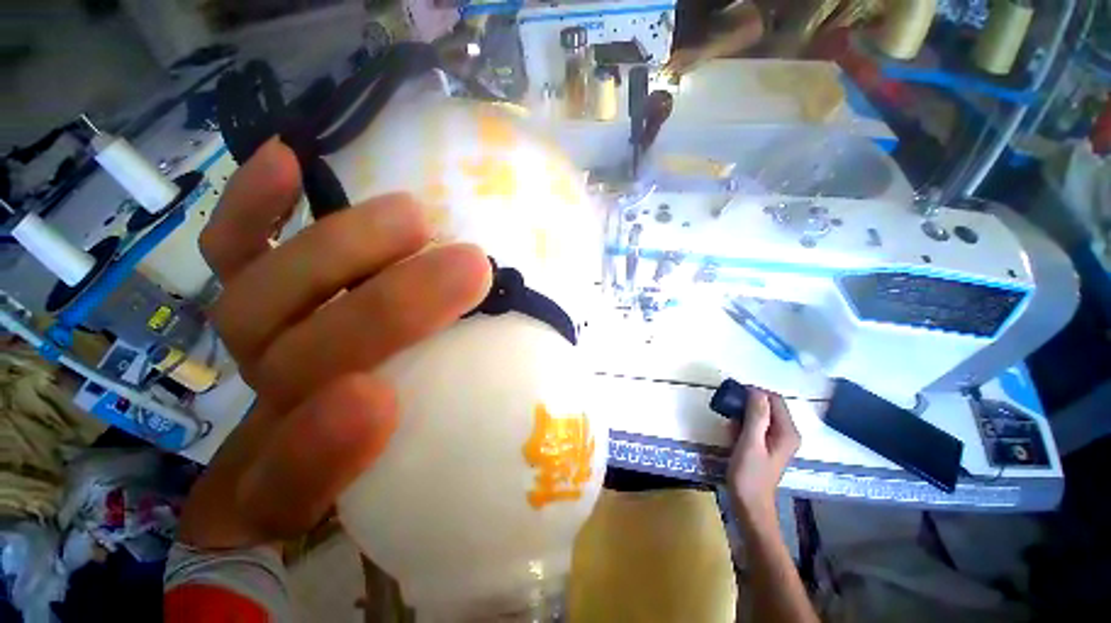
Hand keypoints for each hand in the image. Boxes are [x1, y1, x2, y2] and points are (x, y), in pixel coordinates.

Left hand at [177, 139, 491, 549]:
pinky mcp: (264, 297)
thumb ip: (481, 448)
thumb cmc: (408, 444)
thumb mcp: (449, 466)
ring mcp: (263, 349)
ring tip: (415, 219)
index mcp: (295, 487)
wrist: (351, 422)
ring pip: (259, 302)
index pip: (282, 488)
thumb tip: (542, 401)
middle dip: (382, 315)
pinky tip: (292, 160)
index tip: (381, 402)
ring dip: (339, 253)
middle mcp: (270, 416)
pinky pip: (234, 252)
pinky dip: (254, 208)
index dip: (317, 452)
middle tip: (468, 268)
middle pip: (293, 369)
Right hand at [726, 388, 800, 529]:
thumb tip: (756, 391)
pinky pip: (755, 426)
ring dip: (742, 416)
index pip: (774, 399)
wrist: (749, 505)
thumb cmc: (749, 475)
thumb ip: (755, 416)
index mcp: (787, 432)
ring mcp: (777, 440)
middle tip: (728, 411)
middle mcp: (786, 433)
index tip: (733, 395)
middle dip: (747, 405)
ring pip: (759, 415)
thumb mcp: (750, 443)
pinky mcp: (766, 446)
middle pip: (768, 406)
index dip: (755, 393)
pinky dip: (742, 426)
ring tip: (729, 426)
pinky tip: (732, 435)